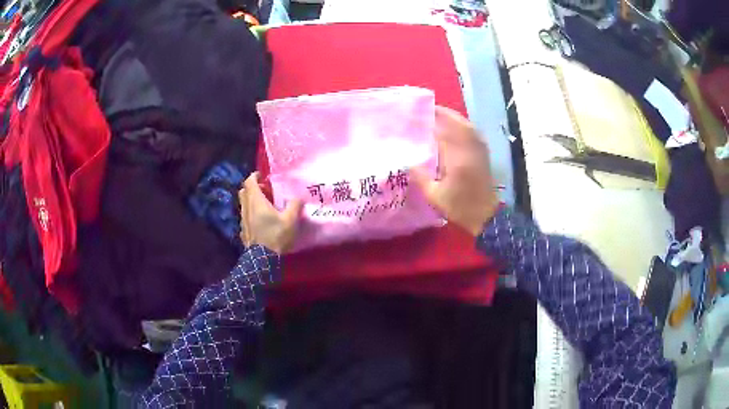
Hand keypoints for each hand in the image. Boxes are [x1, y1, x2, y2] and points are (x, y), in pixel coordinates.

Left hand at [239, 172, 302, 253]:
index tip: (262, 175)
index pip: (249, 181)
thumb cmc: (275, 235)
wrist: (262, 259)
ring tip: (263, 204)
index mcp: (256, 201)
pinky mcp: (243, 230)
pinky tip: (259, 220)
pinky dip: (250, 213)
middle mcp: (246, 207)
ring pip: (243, 204)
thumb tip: (299, 197)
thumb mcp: (290, 220)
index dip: (254, 176)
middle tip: (264, 189)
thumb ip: (295, 206)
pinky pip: (245, 216)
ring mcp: (243, 219)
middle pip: (244, 191)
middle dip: (252, 187)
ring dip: (250, 200)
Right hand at [412, 106, 499, 236]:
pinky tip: (457, 127)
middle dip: (444, 113)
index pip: (442, 132)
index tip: (415, 115)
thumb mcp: (434, 196)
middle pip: (458, 124)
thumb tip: (407, 162)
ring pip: (468, 126)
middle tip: (429, 108)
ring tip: (440, 114)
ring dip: (455, 118)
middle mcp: (470, 150)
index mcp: (457, 159)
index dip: (429, 122)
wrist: (486, 216)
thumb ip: (420, 177)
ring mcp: (479, 151)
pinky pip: (474, 133)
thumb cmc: (460, 207)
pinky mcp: (484, 155)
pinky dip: (464, 126)